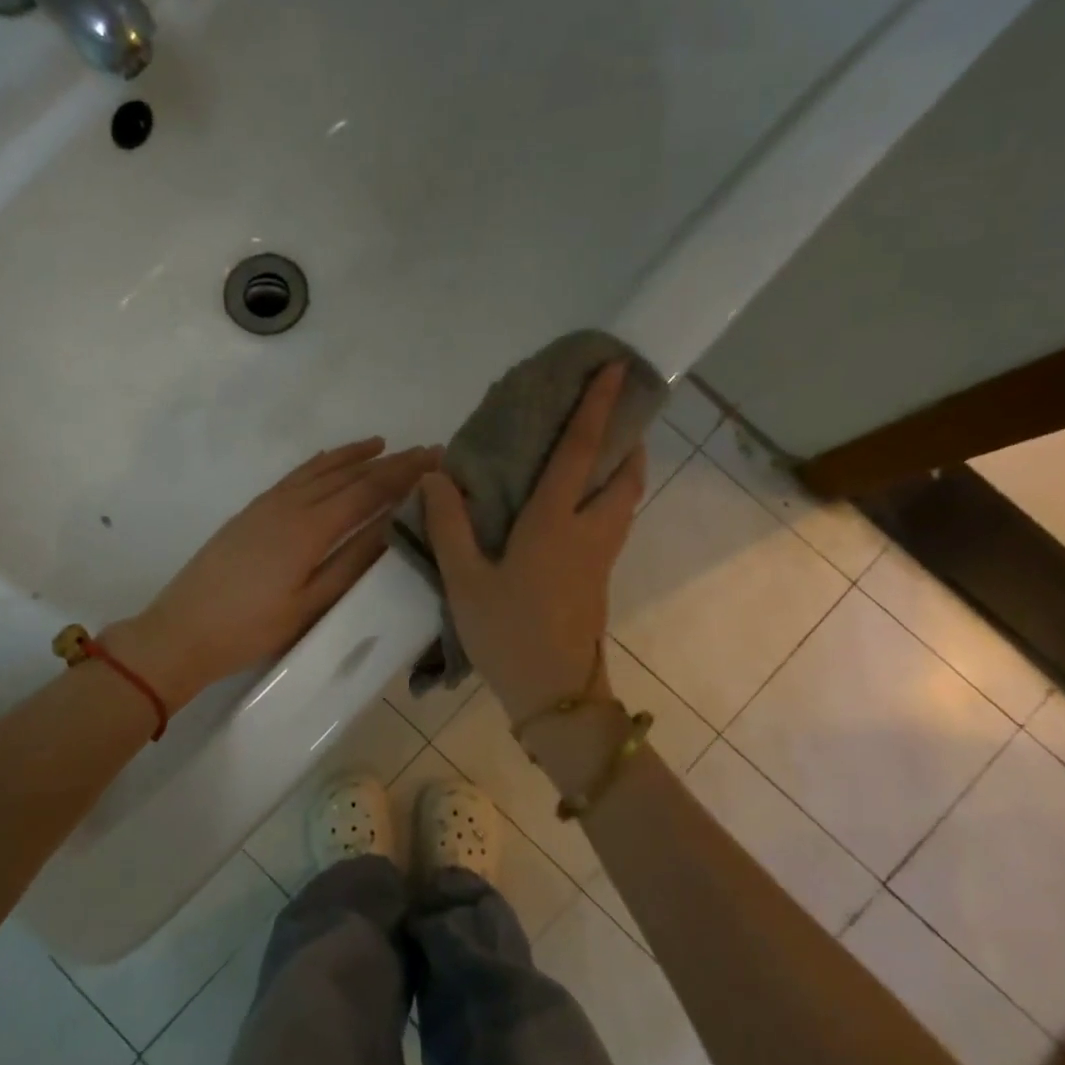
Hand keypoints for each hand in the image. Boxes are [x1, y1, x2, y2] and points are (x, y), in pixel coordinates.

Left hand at [105, 439, 439, 712]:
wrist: (181, 631)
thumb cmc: (252, 628)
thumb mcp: (311, 605)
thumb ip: (352, 562)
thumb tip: (393, 526)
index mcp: (310, 529)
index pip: (368, 491)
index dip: (404, 474)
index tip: (435, 459)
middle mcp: (290, 505)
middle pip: (348, 476)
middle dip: (388, 462)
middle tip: (424, 450)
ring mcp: (267, 506)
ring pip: (319, 470)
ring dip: (353, 456)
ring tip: (382, 445)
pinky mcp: (251, 512)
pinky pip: (294, 476)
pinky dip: (319, 464)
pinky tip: (328, 461)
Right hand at [421, 362, 645, 725]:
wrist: (555, 695)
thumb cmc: (508, 633)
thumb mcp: (465, 580)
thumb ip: (450, 525)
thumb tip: (437, 476)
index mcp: (554, 523)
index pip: (581, 452)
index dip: (598, 408)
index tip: (616, 369)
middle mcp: (588, 531)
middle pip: (625, 475)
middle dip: (627, 439)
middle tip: (614, 415)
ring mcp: (600, 557)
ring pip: (625, 501)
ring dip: (623, 469)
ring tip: (600, 453)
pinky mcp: (599, 579)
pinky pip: (613, 523)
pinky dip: (609, 498)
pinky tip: (578, 506)